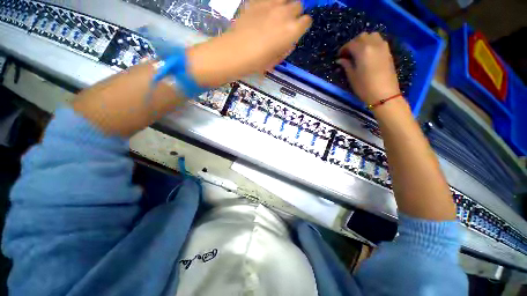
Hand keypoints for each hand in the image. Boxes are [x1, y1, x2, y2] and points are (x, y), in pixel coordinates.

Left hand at [187, 0, 311, 87]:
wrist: (236, 52)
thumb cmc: (257, 62)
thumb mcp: (275, 60)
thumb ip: (285, 48)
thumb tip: (289, 41)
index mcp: (292, 31)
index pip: (306, 21)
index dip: (302, 26)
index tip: (296, 31)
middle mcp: (285, 14)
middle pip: (298, 5)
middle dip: (294, 14)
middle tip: (285, 24)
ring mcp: (270, 5)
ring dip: (284, 5)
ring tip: (276, 15)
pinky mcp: (257, 1)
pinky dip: (269, 4)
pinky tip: (263, 13)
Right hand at [336, 33, 400, 104]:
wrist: (384, 94)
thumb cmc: (364, 87)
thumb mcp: (352, 77)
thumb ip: (346, 65)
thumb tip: (340, 60)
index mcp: (363, 51)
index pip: (351, 44)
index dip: (343, 49)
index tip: (339, 56)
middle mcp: (374, 44)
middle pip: (362, 36)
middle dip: (354, 43)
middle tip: (348, 53)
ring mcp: (383, 47)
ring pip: (372, 36)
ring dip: (364, 41)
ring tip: (359, 52)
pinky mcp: (388, 52)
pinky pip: (379, 41)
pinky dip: (372, 43)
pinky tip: (368, 53)